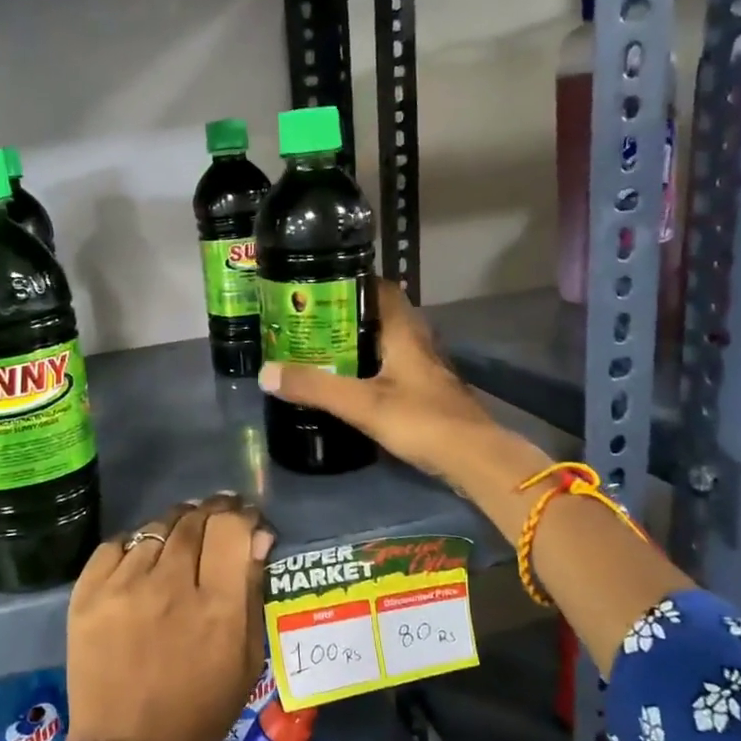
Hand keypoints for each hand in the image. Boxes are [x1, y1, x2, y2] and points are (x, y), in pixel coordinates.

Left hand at [64, 494, 273, 740]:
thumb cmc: (198, 710)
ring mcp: (122, 586)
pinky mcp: (86, 592)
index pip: (231, 529)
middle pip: (194, 520)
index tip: (245, 518)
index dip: (242, 515)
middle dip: (211, 512)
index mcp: (217, 607)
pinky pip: (116, 544)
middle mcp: (169, 585)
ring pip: (156, 528)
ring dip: (175, 527)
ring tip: (179, 539)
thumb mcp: (247, 661)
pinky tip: (142, 558)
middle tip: (216, 518)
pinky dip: (135, 544)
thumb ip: (253, 593)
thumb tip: (257, 538)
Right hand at [259, 279, 546, 492]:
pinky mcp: (427, 392)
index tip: (316, 288)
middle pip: (380, 315)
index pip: (379, 288)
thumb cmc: (421, 420)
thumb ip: (315, 387)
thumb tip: (266, 372)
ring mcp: (425, 368)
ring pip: (386, 342)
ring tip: (320, 350)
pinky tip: (349, 382)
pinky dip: (369, 367)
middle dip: (345, 315)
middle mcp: (417, 341)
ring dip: (357, 343)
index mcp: (404, 331)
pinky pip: (392, 366)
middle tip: (308, 322)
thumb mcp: (361, 403)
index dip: (350, 283)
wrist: (474, 458)